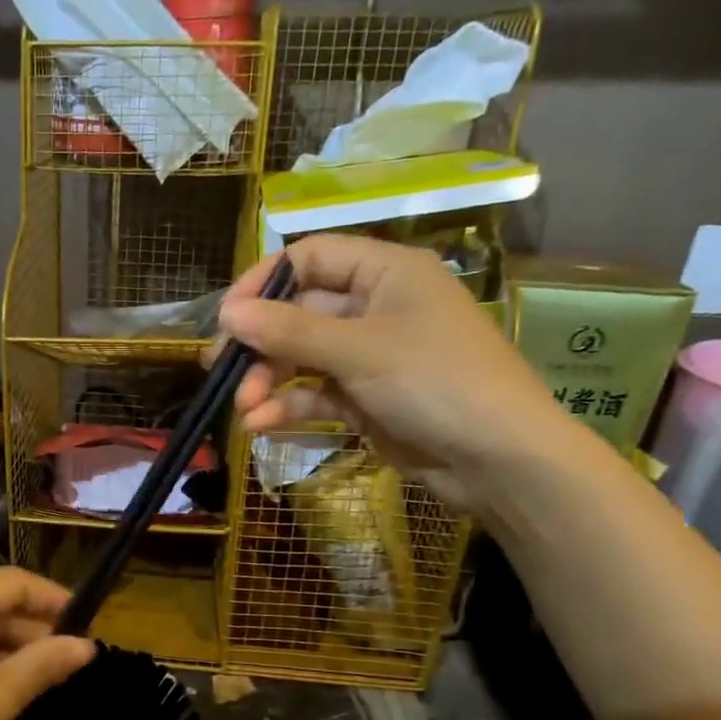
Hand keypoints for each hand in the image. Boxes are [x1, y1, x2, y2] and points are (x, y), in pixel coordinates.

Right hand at [215, 234, 580, 511]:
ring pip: (302, 357)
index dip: (265, 282)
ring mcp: (369, 356)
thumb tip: (226, 313)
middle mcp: (375, 307)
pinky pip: (315, 393)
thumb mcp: (359, 351)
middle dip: (260, 343)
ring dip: (268, 380)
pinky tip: (260, 424)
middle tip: (220, 368)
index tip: (227, 316)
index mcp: (386, 273)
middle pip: (298, 312)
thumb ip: (289, 331)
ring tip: (242, 407)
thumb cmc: (437, 383)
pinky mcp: (365, 399)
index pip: (310, 257)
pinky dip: (288, 405)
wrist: (500, 461)